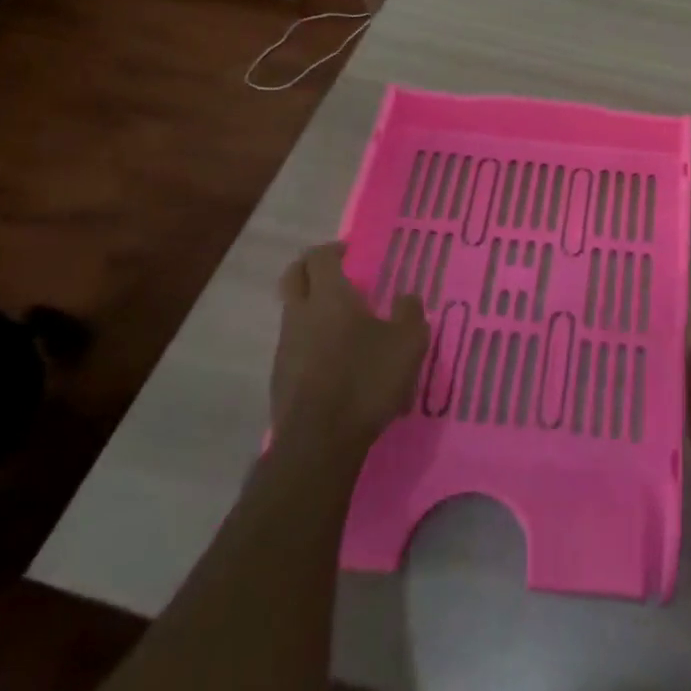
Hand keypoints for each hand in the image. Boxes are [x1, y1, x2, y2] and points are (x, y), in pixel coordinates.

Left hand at [271, 242, 429, 456]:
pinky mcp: (280, 377)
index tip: (350, 252)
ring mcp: (285, 346)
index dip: (333, 249)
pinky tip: (334, 358)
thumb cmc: (367, 380)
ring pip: (292, 311)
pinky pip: (294, 343)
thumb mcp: (408, 343)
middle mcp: (300, 314)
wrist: (320, 441)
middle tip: (335, 272)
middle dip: (310, 268)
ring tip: (342, 320)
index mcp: (330, 296)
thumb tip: (406, 298)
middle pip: (293, 276)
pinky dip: (310, 338)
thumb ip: (410, 313)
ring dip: (311, 306)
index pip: (319, 257)